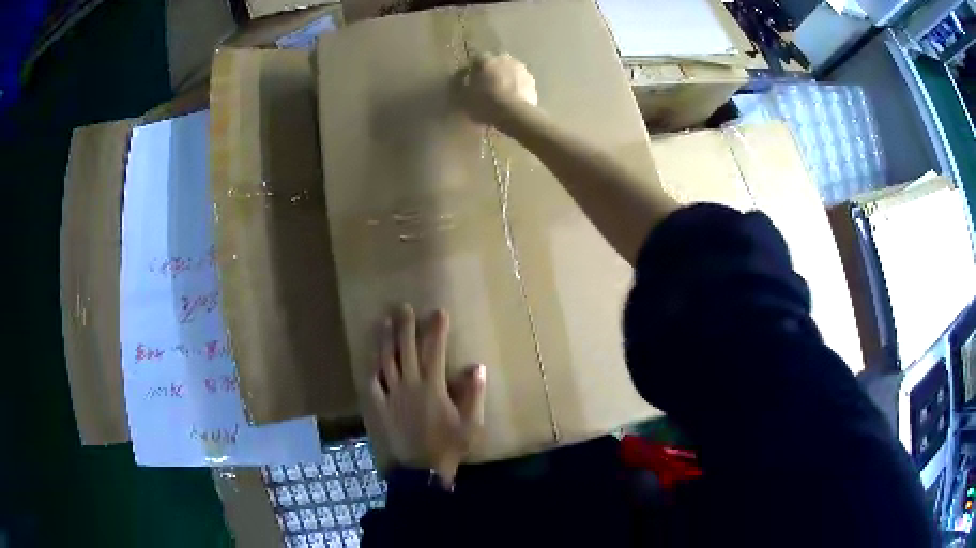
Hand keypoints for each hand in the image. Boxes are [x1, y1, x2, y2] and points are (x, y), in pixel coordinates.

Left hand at [369, 304, 486, 486]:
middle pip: (406, 350)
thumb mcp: (470, 423)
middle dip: (405, 326)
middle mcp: (409, 385)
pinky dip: (373, 370)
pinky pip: (373, 384)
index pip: (435, 351)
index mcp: (432, 387)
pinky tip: (372, 361)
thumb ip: (473, 394)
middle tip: (403, 307)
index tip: (438, 312)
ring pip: (386, 362)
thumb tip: (476, 366)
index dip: (437, 330)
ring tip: (384, 322)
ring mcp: (392, 395)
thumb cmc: (449, 445)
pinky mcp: (380, 407)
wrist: (421, 469)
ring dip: (385, 340)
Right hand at [458, 52, 537, 131]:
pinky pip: (519, 80)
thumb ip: (461, 84)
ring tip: (500, 92)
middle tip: (485, 86)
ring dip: (504, 77)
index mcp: (486, 60)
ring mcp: (520, 68)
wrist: (516, 115)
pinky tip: (512, 97)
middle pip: (494, 63)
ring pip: (508, 69)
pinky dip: (515, 85)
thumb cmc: (486, 104)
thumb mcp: (465, 97)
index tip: (469, 81)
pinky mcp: (531, 79)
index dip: (471, 70)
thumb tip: (461, 77)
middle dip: (490, 72)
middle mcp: (504, 59)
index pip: (475, 60)